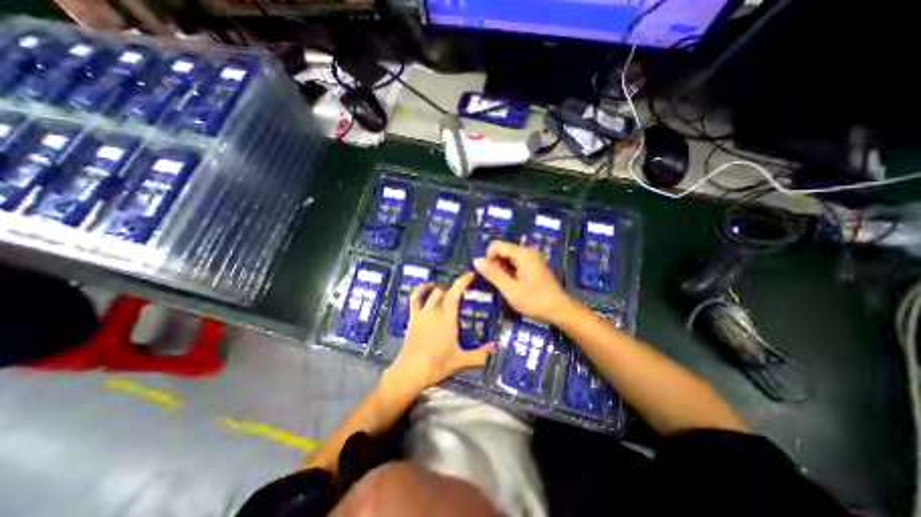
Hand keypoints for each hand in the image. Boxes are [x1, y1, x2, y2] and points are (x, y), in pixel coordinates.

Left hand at [387, 273, 491, 389]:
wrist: (411, 371)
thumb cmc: (437, 365)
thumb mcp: (461, 360)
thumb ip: (479, 354)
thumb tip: (494, 346)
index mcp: (448, 319)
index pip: (455, 294)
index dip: (462, 282)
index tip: (470, 275)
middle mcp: (435, 311)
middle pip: (445, 292)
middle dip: (454, 288)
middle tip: (462, 290)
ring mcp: (422, 313)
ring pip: (432, 293)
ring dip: (441, 289)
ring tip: (447, 289)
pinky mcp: (412, 317)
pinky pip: (414, 298)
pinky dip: (420, 289)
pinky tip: (426, 287)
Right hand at [475, 240, 572, 323]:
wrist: (559, 309)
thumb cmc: (534, 300)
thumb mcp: (510, 289)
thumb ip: (493, 274)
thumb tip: (476, 260)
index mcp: (522, 253)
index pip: (496, 246)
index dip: (488, 259)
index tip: (490, 276)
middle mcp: (527, 250)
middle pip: (502, 251)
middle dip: (496, 265)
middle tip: (500, 284)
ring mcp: (532, 257)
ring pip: (508, 257)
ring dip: (503, 270)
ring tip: (508, 286)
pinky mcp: (533, 264)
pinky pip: (515, 262)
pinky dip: (510, 272)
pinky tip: (514, 285)